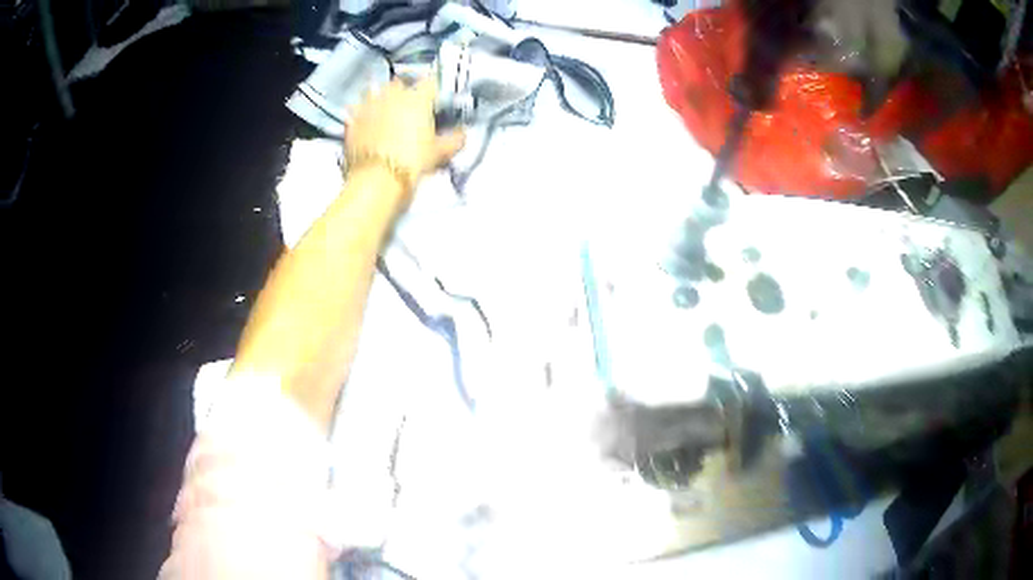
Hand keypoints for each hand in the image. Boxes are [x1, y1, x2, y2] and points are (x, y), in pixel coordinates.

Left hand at [344, 76, 465, 202]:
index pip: (431, 83)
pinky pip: (356, 109)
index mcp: (418, 97)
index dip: (433, 92)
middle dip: (404, 91)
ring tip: (383, 112)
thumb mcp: (441, 152)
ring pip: (375, 92)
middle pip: (400, 83)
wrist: (377, 180)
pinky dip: (361, 114)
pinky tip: (364, 123)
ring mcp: (369, 104)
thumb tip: (462, 132)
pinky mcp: (351, 119)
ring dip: (380, 98)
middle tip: (407, 107)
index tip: (434, 102)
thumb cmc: (413, 162)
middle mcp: (392, 94)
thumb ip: (455, 139)